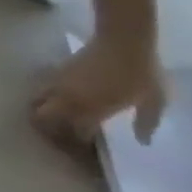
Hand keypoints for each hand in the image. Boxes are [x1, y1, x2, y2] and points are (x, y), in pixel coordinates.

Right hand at [31, 34, 165, 146]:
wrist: (124, 42)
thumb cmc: (142, 72)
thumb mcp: (155, 100)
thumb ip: (147, 122)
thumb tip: (143, 141)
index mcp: (92, 110)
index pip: (76, 133)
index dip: (79, 143)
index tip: (86, 150)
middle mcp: (69, 100)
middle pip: (42, 118)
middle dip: (48, 129)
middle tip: (60, 135)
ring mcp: (58, 85)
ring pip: (36, 103)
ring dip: (42, 113)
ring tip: (53, 119)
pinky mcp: (55, 74)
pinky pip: (42, 90)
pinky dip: (44, 99)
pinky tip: (58, 100)